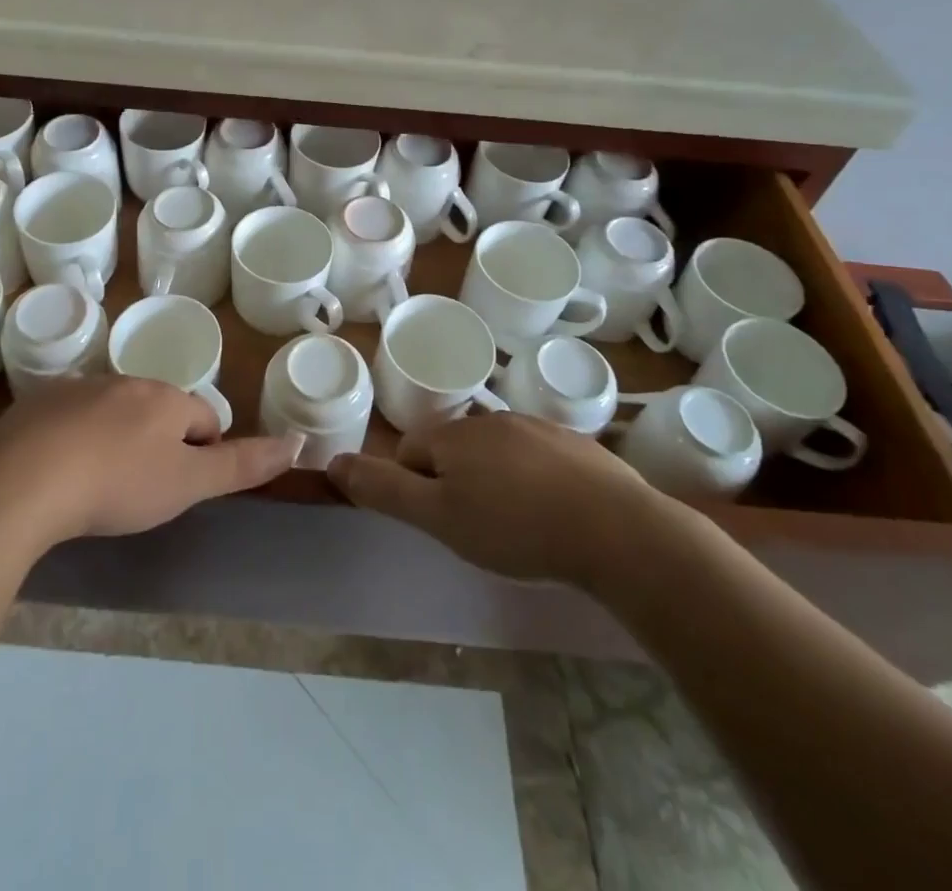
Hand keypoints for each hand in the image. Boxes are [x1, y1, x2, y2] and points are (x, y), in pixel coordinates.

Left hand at [0, 377, 302, 550]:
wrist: (22, 480)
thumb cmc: (117, 485)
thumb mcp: (187, 483)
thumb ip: (242, 465)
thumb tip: (297, 443)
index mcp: (166, 399)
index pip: (203, 418)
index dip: (204, 452)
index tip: (185, 486)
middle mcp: (126, 382)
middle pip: (159, 411)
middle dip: (160, 443)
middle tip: (143, 490)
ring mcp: (80, 388)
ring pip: (115, 411)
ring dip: (119, 438)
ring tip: (100, 485)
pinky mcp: (40, 402)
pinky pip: (72, 417)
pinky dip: (77, 439)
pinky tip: (61, 473)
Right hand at [328, 412, 681, 590]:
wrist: (618, 532)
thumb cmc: (516, 528)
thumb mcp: (439, 517)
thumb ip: (384, 489)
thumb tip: (333, 462)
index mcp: (454, 435)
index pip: (410, 452)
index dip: (416, 489)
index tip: (441, 523)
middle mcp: (491, 419)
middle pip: (453, 449)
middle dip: (455, 483)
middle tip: (478, 529)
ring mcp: (537, 427)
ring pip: (496, 453)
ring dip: (495, 480)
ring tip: (517, 526)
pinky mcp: (576, 444)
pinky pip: (537, 458)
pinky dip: (534, 481)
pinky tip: (554, 514)